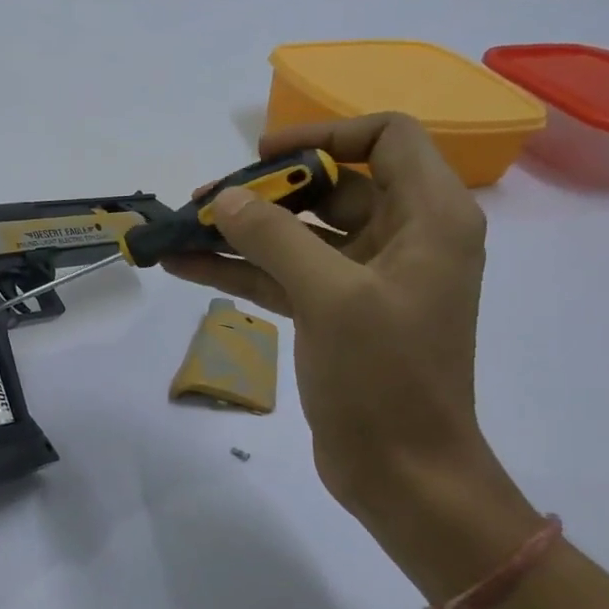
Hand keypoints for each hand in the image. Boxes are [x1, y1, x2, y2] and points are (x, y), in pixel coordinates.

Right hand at [163, 114, 491, 517]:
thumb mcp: (330, 296)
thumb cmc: (385, 376)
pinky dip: (238, 269)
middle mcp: (402, 239)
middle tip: (204, 200)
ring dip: (240, 231)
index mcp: (430, 219)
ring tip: (179, 229)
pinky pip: (281, 275)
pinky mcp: (334, 314)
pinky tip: (184, 266)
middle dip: (264, 190)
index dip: (325, 135)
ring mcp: (365, 280)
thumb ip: (274, 238)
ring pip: (297, 235)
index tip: (264, 155)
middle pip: (330, 187)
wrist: (403, 472)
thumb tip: (222, 199)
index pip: (387, 139)